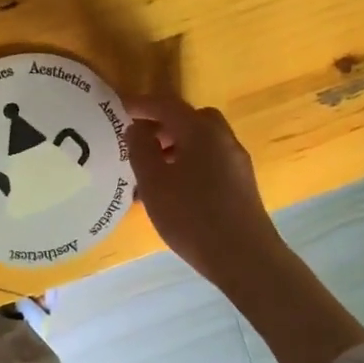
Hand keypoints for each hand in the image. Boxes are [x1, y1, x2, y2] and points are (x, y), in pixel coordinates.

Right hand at [126, 93, 363, 362]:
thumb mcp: (154, 182)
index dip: (141, 104)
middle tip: (138, 141)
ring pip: (200, 142)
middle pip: (189, 120)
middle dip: (162, 125)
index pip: (167, 105)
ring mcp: (236, 162)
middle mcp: (223, 138)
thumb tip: (136, 128)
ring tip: (150, 172)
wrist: (245, 257)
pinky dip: (188, 164)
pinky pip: (209, 162)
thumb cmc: (192, 216)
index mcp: (200, 131)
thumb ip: (140, 149)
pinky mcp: (241, 184)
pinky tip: (173, 192)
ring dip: (175, 147)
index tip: (118, 109)